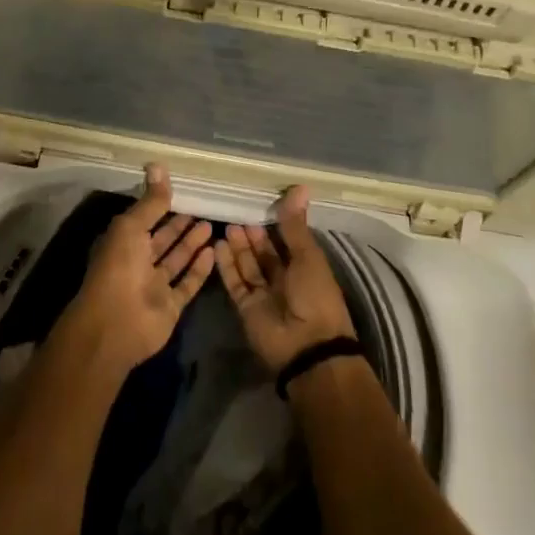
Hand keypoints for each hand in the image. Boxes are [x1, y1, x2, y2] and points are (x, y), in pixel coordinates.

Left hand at [61, 164, 215, 375]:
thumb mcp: (131, 228)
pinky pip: (187, 283)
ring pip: (175, 260)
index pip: (144, 219)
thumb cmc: (118, 269)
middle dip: (179, 224)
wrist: (114, 326)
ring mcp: (154, 286)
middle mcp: (137, 263)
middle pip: (162, 239)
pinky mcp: (170, 306)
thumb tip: (158, 165)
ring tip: (211, 224)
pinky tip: (213, 251)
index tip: (182, 190)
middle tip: (203, 206)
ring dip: (191, 244)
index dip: (160, 206)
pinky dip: (199, 269)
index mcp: (122, 242)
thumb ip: (150, 202)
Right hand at [217, 186, 357, 372]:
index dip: (274, 224)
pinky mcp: (247, 307)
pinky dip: (227, 266)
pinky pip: (236, 282)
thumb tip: (300, 187)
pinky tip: (218, 246)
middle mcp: (285, 279)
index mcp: (306, 267)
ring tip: (227, 225)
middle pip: (264, 253)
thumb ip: (295, 225)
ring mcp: (264, 294)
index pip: (287, 241)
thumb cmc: (316, 297)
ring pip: (248, 265)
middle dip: (252, 235)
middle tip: (237, 213)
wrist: (307, 347)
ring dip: (239, 247)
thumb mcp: (308, 257)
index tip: (258, 203)